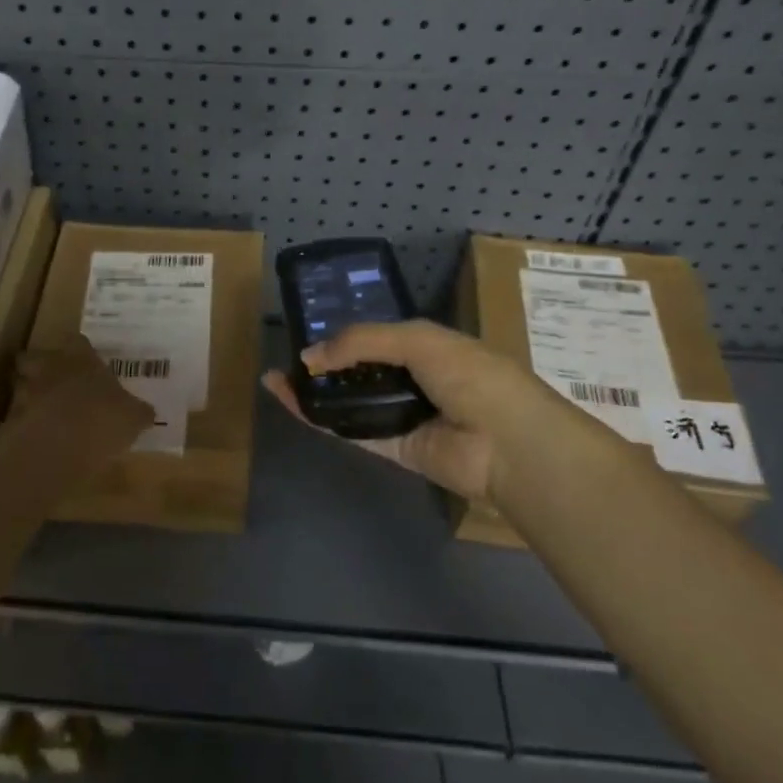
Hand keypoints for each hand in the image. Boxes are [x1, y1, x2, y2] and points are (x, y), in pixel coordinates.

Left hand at [6, 335, 155, 451]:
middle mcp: (51, 369)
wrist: (61, 444)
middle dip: (39, 366)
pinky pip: (12, 420)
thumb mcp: (133, 417)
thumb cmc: (104, 418)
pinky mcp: (11, 420)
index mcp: (82, 360)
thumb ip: (137, 412)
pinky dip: (19, 426)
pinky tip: (31, 439)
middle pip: (34, 357)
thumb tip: (147, 413)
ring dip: (26, 395)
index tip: (84, 358)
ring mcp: (27, 393)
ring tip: (38, 410)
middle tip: (51, 379)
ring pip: (19, 385)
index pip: (78, 342)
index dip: (80, 350)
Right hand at [261, 320, 541, 503]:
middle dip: (324, 364)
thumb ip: (361, 342)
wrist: (507, 443)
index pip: (377, 337)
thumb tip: (308, 357)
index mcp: (427, 347)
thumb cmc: (470, 377)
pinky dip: (321, 418)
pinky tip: (291, 403)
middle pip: (358, 371)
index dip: (344, 335)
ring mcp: (402, 416)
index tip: (309, 334)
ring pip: (349, 402)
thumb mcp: (417, 340)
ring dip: (314, 391)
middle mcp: (413, 380)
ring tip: (275, 380)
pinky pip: (351, 430)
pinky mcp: (393, 449)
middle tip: (286, 359)